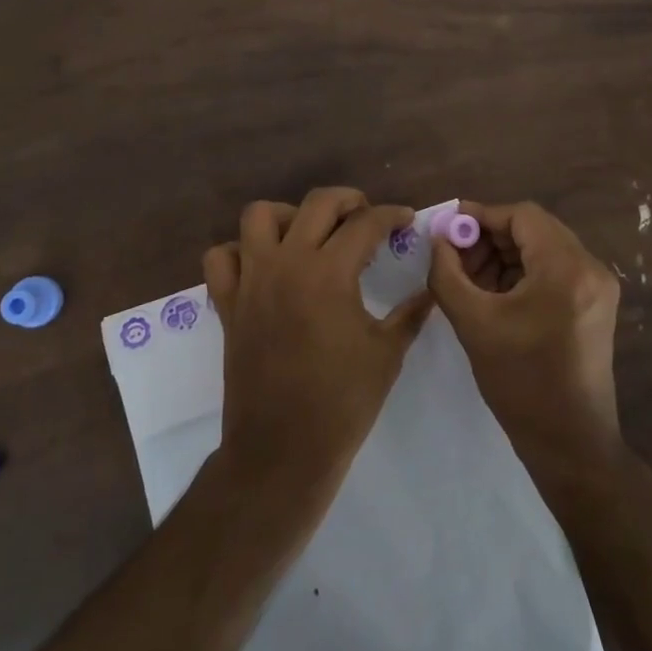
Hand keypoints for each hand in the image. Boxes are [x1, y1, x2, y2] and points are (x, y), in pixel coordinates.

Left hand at [203, 188, 433, 504]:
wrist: (283, 450)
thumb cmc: (342, 402)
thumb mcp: (387, 354)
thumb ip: (410, 313)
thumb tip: (430, 289)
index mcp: (329, 272)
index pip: (366, 223)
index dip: (392, 215)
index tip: (405, 219)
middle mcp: (287, 263)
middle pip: (317, 203)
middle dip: (348, 200)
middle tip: (365, 216)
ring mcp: (251, 280)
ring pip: (259, 216)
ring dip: (288, 215)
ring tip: (309, 234)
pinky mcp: (228, 303)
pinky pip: (221, 258)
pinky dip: (239, 252)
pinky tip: (263, 266)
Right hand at [428, 201, 624, 480]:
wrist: (570, 444)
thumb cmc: (520, 383)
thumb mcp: (473, 322)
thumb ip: (447, 272)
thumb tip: (438, 239)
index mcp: (567, 268)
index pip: (522, 216)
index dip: (481, 216)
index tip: (448, 229)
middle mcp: (591, 268)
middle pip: (534, 229)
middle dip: (490, 237)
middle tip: (454, 256)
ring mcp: (598, 287)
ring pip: (543, 248)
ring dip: (504, 255)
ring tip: (470, 278)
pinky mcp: (595, 304)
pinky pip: (553, 270)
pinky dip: (522, 272)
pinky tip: (494, 293)